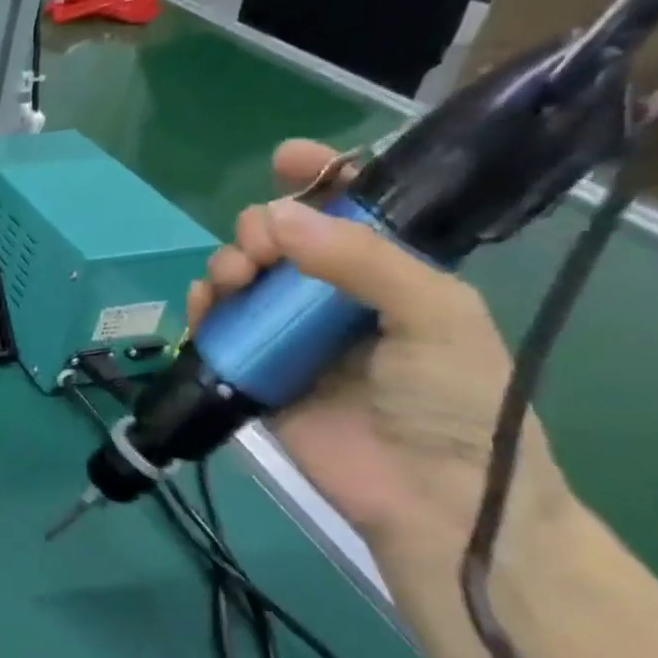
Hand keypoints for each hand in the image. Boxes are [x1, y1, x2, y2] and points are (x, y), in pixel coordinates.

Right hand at [187, 140, 573, 566]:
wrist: (428, 499)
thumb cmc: (454, 402)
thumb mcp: (434, 315)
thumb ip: (360, 260)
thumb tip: (274, 215)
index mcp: (389, 278)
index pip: (350, 214)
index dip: (321, 179)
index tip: (285, 159)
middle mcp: (333, 301)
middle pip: (281, 243)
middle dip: (260, 229)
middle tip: (260, 245)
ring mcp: (289, 338)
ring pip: (243, 281)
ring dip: (228, 266)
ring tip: (232, 278)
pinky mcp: (253, 373)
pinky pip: (218, 330)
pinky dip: (204, 310)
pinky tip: (204, 305)